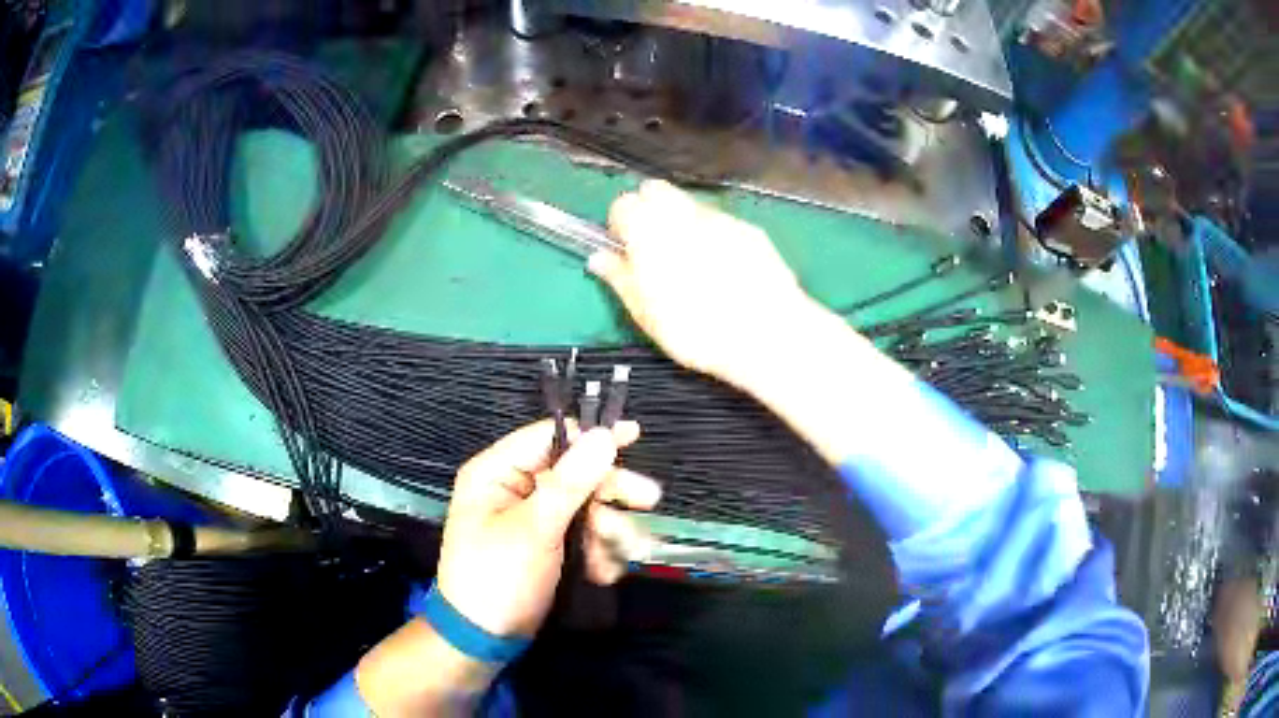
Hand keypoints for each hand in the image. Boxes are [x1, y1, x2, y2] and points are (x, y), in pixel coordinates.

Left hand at [436, 420, 660, 638]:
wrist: (485, 638)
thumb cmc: (498, 576)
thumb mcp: (534, 529)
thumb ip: (570, 482)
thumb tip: (603, 435)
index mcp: (497, 473)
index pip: (548, 438)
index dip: (590, 436)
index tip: (632, 436)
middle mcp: (516, 489)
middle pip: (575, 474)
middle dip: (609, 494)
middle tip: (648, 501)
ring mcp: (535, 520)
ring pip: (586, 508)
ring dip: (609, 531)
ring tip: (622, 554)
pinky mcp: (550, 546)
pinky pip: (584, 536)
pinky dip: (599, 552)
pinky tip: (604, 573)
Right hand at [590, 180, 815, 385]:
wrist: (766, 333)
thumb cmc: (696, 329)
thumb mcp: (646, 314)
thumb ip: (620, 278)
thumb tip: (599, 257)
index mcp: (648, 230)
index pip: (622, 204)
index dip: (621, 225)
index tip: (626, 250)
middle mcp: (682, 213)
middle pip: (655, 191)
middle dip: (649, 210)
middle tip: (654, 249)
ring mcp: (719, 217)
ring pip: (688, 204)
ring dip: (681, 221)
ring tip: (692, 262)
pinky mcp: (749, 228)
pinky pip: (720, 221)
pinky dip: (713, 235)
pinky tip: (725, 269)